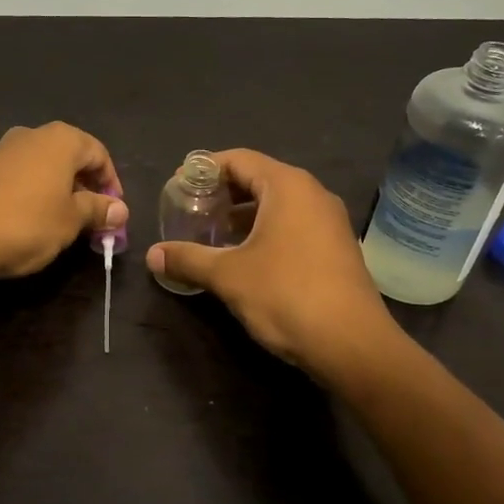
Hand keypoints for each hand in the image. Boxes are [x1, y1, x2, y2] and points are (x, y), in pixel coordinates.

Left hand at [0, 122, 126, 281]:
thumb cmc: (24, 223)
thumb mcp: (70, 221)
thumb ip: (97, 211)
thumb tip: (120, 209)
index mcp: (61, 140)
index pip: (99, 154)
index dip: (111, 184)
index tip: (114, 215)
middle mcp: (32, 135)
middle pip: (71, 158)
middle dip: (86, 189)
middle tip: (93, 222)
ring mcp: (3, 150)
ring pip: (44, 168)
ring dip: (60, 193)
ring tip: (63, 225)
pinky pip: (20, 177)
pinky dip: (34, 195)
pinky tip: (31, 222)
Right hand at [147, 148, 398, 378]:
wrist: (352, 344)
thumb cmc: (286, 295)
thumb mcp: (228, 276)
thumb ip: (188, 259)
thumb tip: (151, 255)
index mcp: (287, 187)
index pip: (238, 159)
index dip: (204, 169)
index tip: (178, 187)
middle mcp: (312, 194)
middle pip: (258, 179)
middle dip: (222, 193)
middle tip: (190, 210)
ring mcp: (329, 222)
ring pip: (277, 205)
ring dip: (242, 215)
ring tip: (211, 234)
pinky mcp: (335, 248)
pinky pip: (292, 225)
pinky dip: (265, 231)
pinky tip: (244, 257)